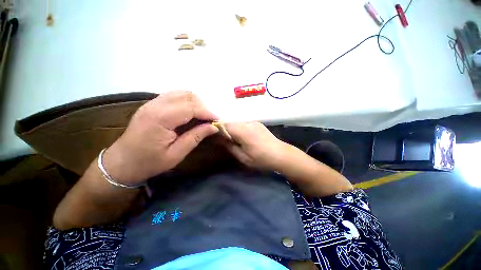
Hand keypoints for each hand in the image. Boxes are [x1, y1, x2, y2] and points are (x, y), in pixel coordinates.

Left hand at [103, 91, 218, 184]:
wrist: (121, 163)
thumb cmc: (149, 162)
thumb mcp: (176, 154)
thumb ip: (195, 137)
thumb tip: (213, 127)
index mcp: (161, 118)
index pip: (191, 107)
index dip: (207, 112)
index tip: (217, 121)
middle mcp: (156, 105)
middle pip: (187, 96)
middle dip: (203, 106)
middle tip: (210, 120)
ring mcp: (152, 103)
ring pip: (182, 93)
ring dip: (196, 103)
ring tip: (202, 116)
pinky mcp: (152, 105)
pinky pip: (174, 96)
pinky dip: (187, 102)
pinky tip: (190, 113)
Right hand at [221, 122, 288, 170]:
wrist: (281, 155)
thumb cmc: (261, 159)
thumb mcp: (243, 157)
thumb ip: (230, 146)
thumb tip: (220, 139)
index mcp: (243, 131)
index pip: (224, 125)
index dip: (217, 129)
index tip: (214, 137)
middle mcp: (248, 123)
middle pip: (230, 122)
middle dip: (224, 130)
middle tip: (224, 140)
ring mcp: (253, 122)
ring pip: (237, 123)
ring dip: (232, 129)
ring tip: (234, 140)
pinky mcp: (257, 123)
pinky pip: (244, 124)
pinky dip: (239, 129)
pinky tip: (243, 137)